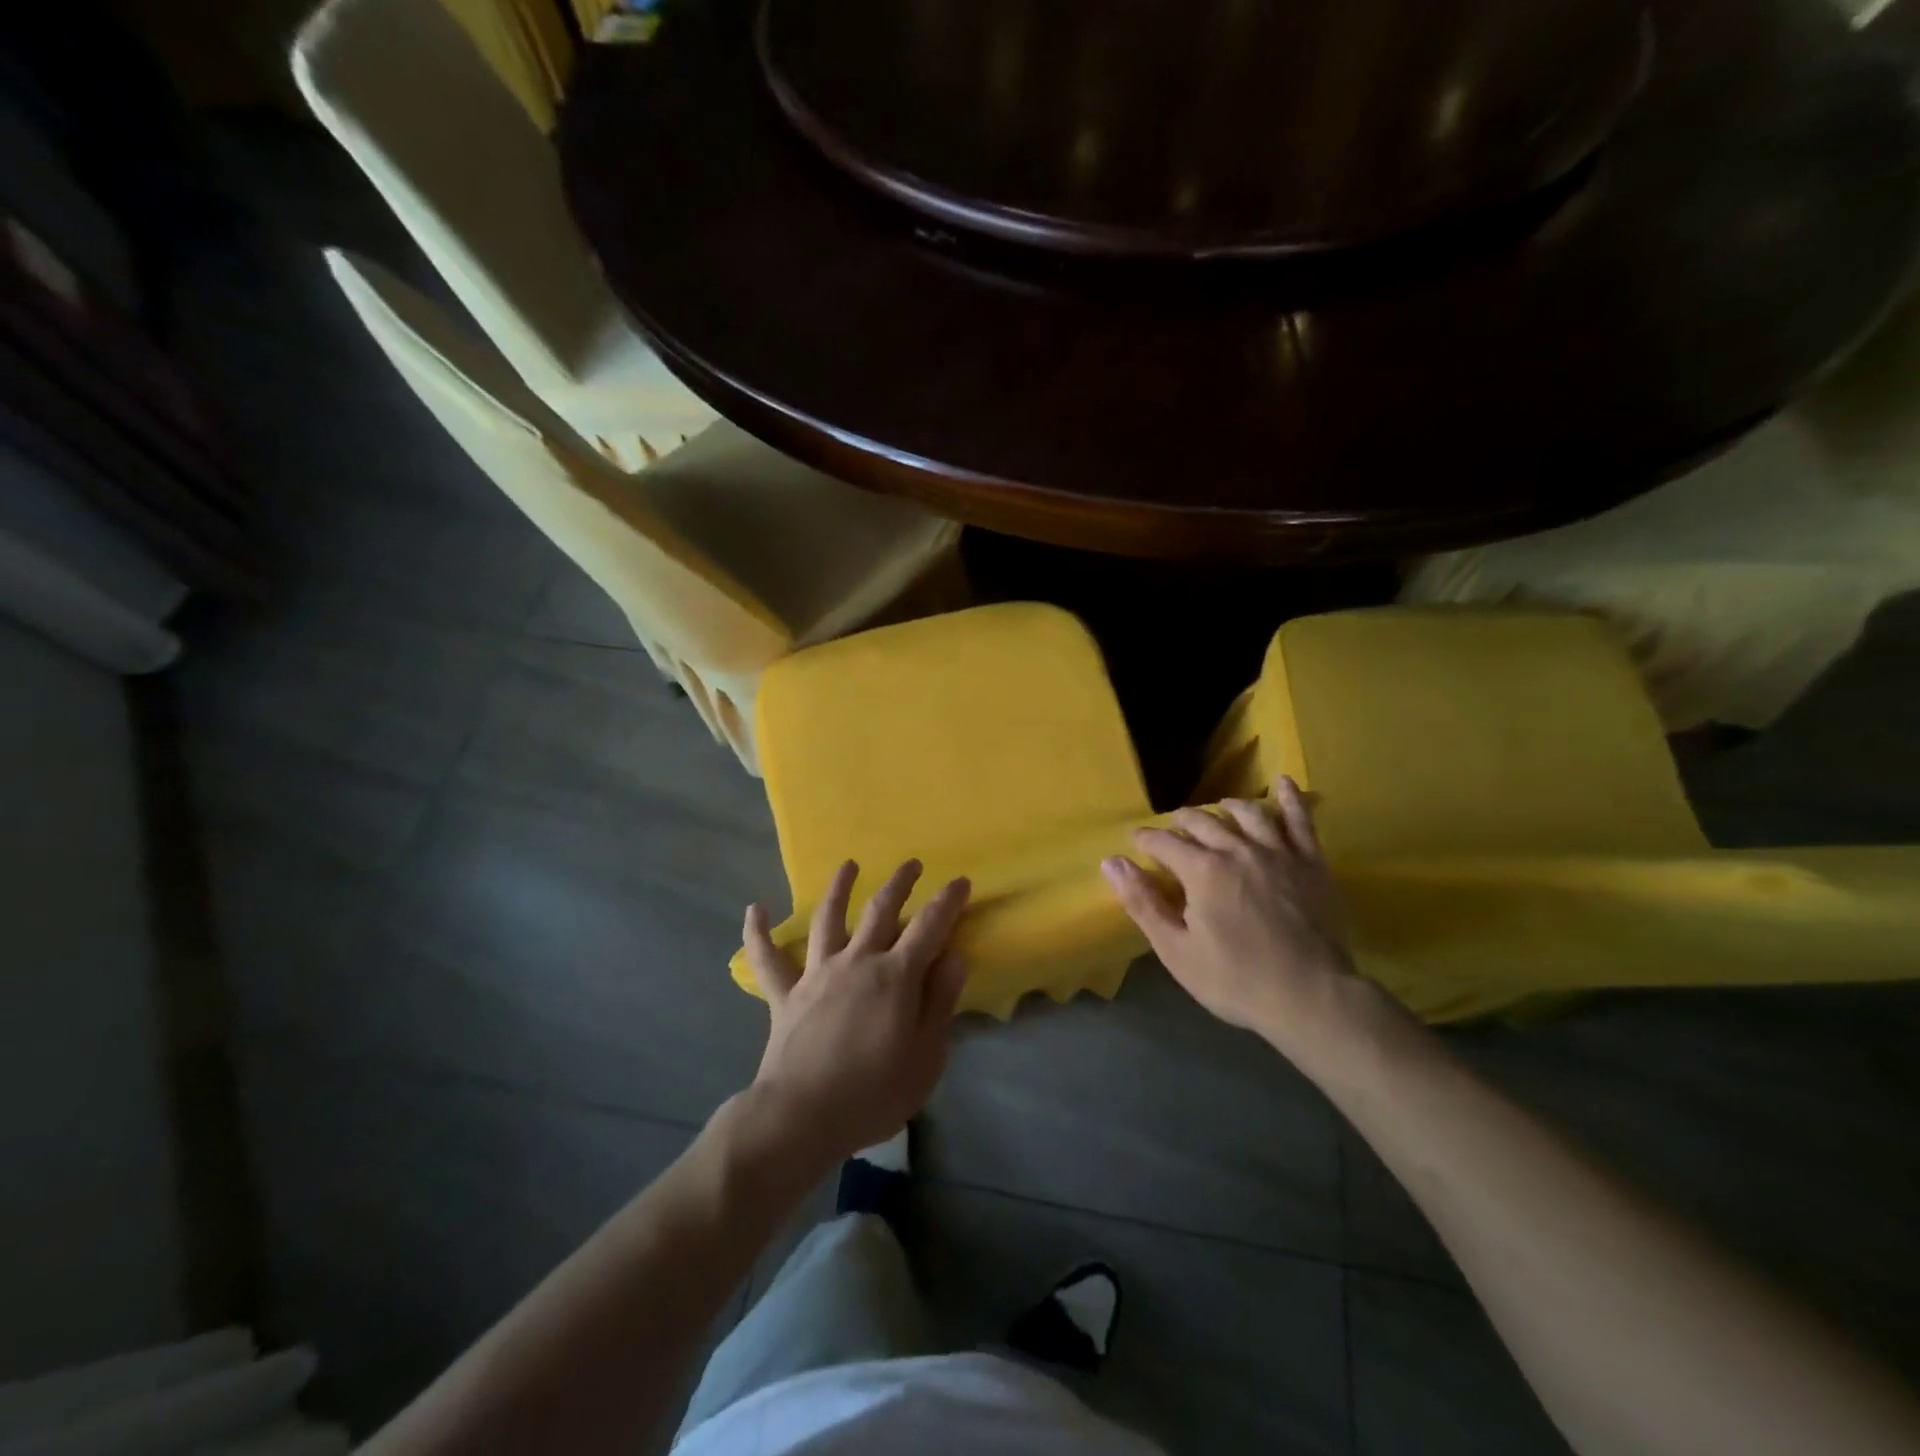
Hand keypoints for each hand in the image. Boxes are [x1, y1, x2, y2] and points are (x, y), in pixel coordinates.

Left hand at [742, 860, 969, 1168]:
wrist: (801, 1117)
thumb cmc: (873, 1093)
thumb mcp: (926, 1056)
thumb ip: (940, 1002)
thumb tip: (954, 956)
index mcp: (895, 976)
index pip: (929, 927)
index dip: (947, 902)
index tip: (960, 881)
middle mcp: (857, 962)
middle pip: (880, 910)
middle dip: (900, 884)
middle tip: (911, 864)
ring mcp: (817, 974)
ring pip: (829, 920)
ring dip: (838, 889)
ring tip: (848, 866)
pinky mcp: (785, 995)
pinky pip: (768, 959)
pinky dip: (759, 932)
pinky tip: (755, 909)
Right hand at [1103, 778, 1354, 1049]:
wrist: (1311, 997)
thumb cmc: (1236, 980)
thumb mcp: (1176, 950)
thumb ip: (1142, 903)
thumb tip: (1112, 862)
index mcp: (1202, 870)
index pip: (1165, 842)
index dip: (1147, 840)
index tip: (1137, 842)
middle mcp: (1237, 850)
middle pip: (1203, 822)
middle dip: (1182, 821)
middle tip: (1173, 827)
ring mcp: (1278, 852)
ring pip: (1248, 813)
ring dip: (1227, 807)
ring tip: (1219, 808)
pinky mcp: (1310, 863)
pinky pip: (1300, 821)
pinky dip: (1290, 799)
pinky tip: (1284, 783)